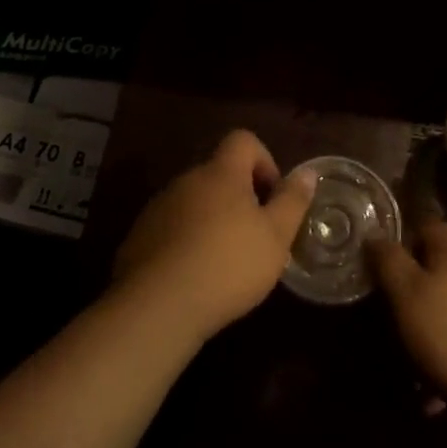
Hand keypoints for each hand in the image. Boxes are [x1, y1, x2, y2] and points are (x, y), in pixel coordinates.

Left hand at [112, 130, 317, 344]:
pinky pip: (171, 228)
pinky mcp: (139, 237)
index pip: (243, 140)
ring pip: (194, 201)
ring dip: (212, 220)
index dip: (264, 161)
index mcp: (221, 173)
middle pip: (219, 173)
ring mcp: (159, 207)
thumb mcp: (276, 237)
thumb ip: (292, 201)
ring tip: (225, 262)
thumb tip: (307, 173)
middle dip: (240, 197)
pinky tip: (194, 277)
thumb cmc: (227, 265)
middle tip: (255, 236)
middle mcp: (187, 180)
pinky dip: (186, 242)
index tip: (272, 196)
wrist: (157, 307)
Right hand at [368, 221, 446, 416]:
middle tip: (391, 315)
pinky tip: (434, 392)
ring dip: (429, 327)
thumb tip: (375, 234)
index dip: (402, 239)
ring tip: (409, 362)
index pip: (426, 225)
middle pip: (439, 266)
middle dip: (414, 288)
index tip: (381, 264)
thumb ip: (389, 261)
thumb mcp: (407, 295)